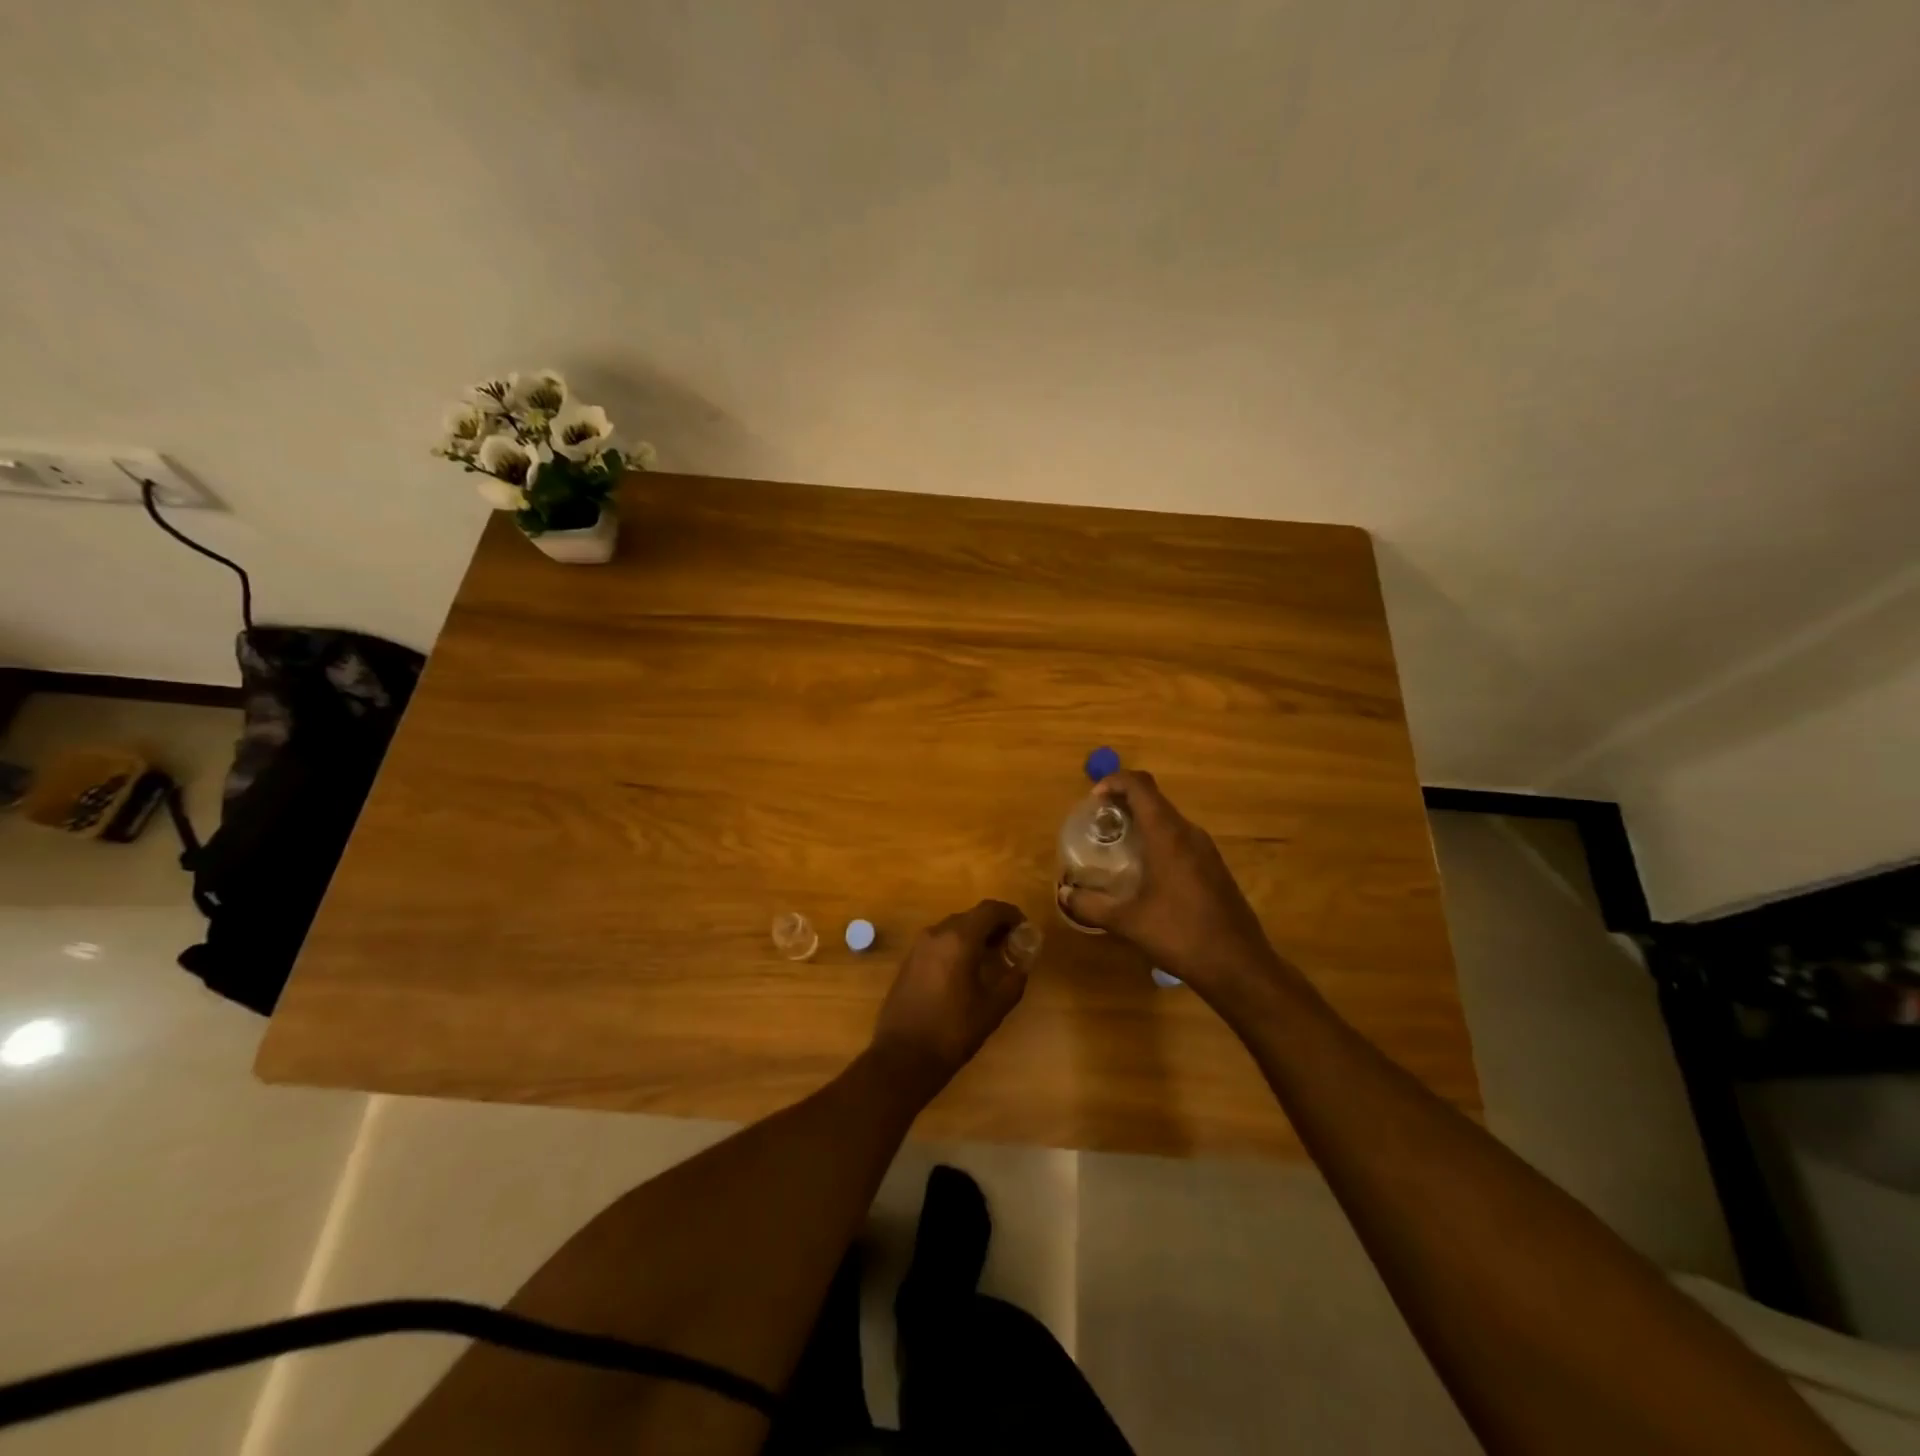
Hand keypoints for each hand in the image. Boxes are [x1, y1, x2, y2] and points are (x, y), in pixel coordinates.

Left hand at [871, 899, 1029, 1091]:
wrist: (902, 1057)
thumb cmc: (953, 1031)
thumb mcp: (993, 1007)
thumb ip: (1014, 978)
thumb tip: (1025, 961)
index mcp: (959, 939)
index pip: (990, 910)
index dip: (1011, 914)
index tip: (1025, 928)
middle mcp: (936, 933)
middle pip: (971, 916)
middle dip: (994, 925)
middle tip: (1012, 945)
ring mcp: (919, 946)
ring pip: (954, 928)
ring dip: (975, 935)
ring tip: (992, 957)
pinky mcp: (909, 961)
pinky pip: (939, 942)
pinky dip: (957, 945)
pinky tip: (966, 969)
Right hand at [1058, 770, 1297, 1004]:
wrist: (1239, 966)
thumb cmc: (1180, 935)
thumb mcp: (1127, 922)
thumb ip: (1090, 905)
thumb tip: (1064, 894)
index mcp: (1168, 835)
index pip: (1140, 785)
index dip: (1114, 782)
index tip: (1093, 801)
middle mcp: (1190, 833)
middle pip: (1154, 800)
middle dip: (1123, 803)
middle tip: (1099, 826)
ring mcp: (1207, 850)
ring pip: (1168, 820)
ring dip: (1141, 823)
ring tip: (1117, 847)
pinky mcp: (1215, 867)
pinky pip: (1181, 839)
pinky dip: (1158, 841)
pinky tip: (1146, 873)